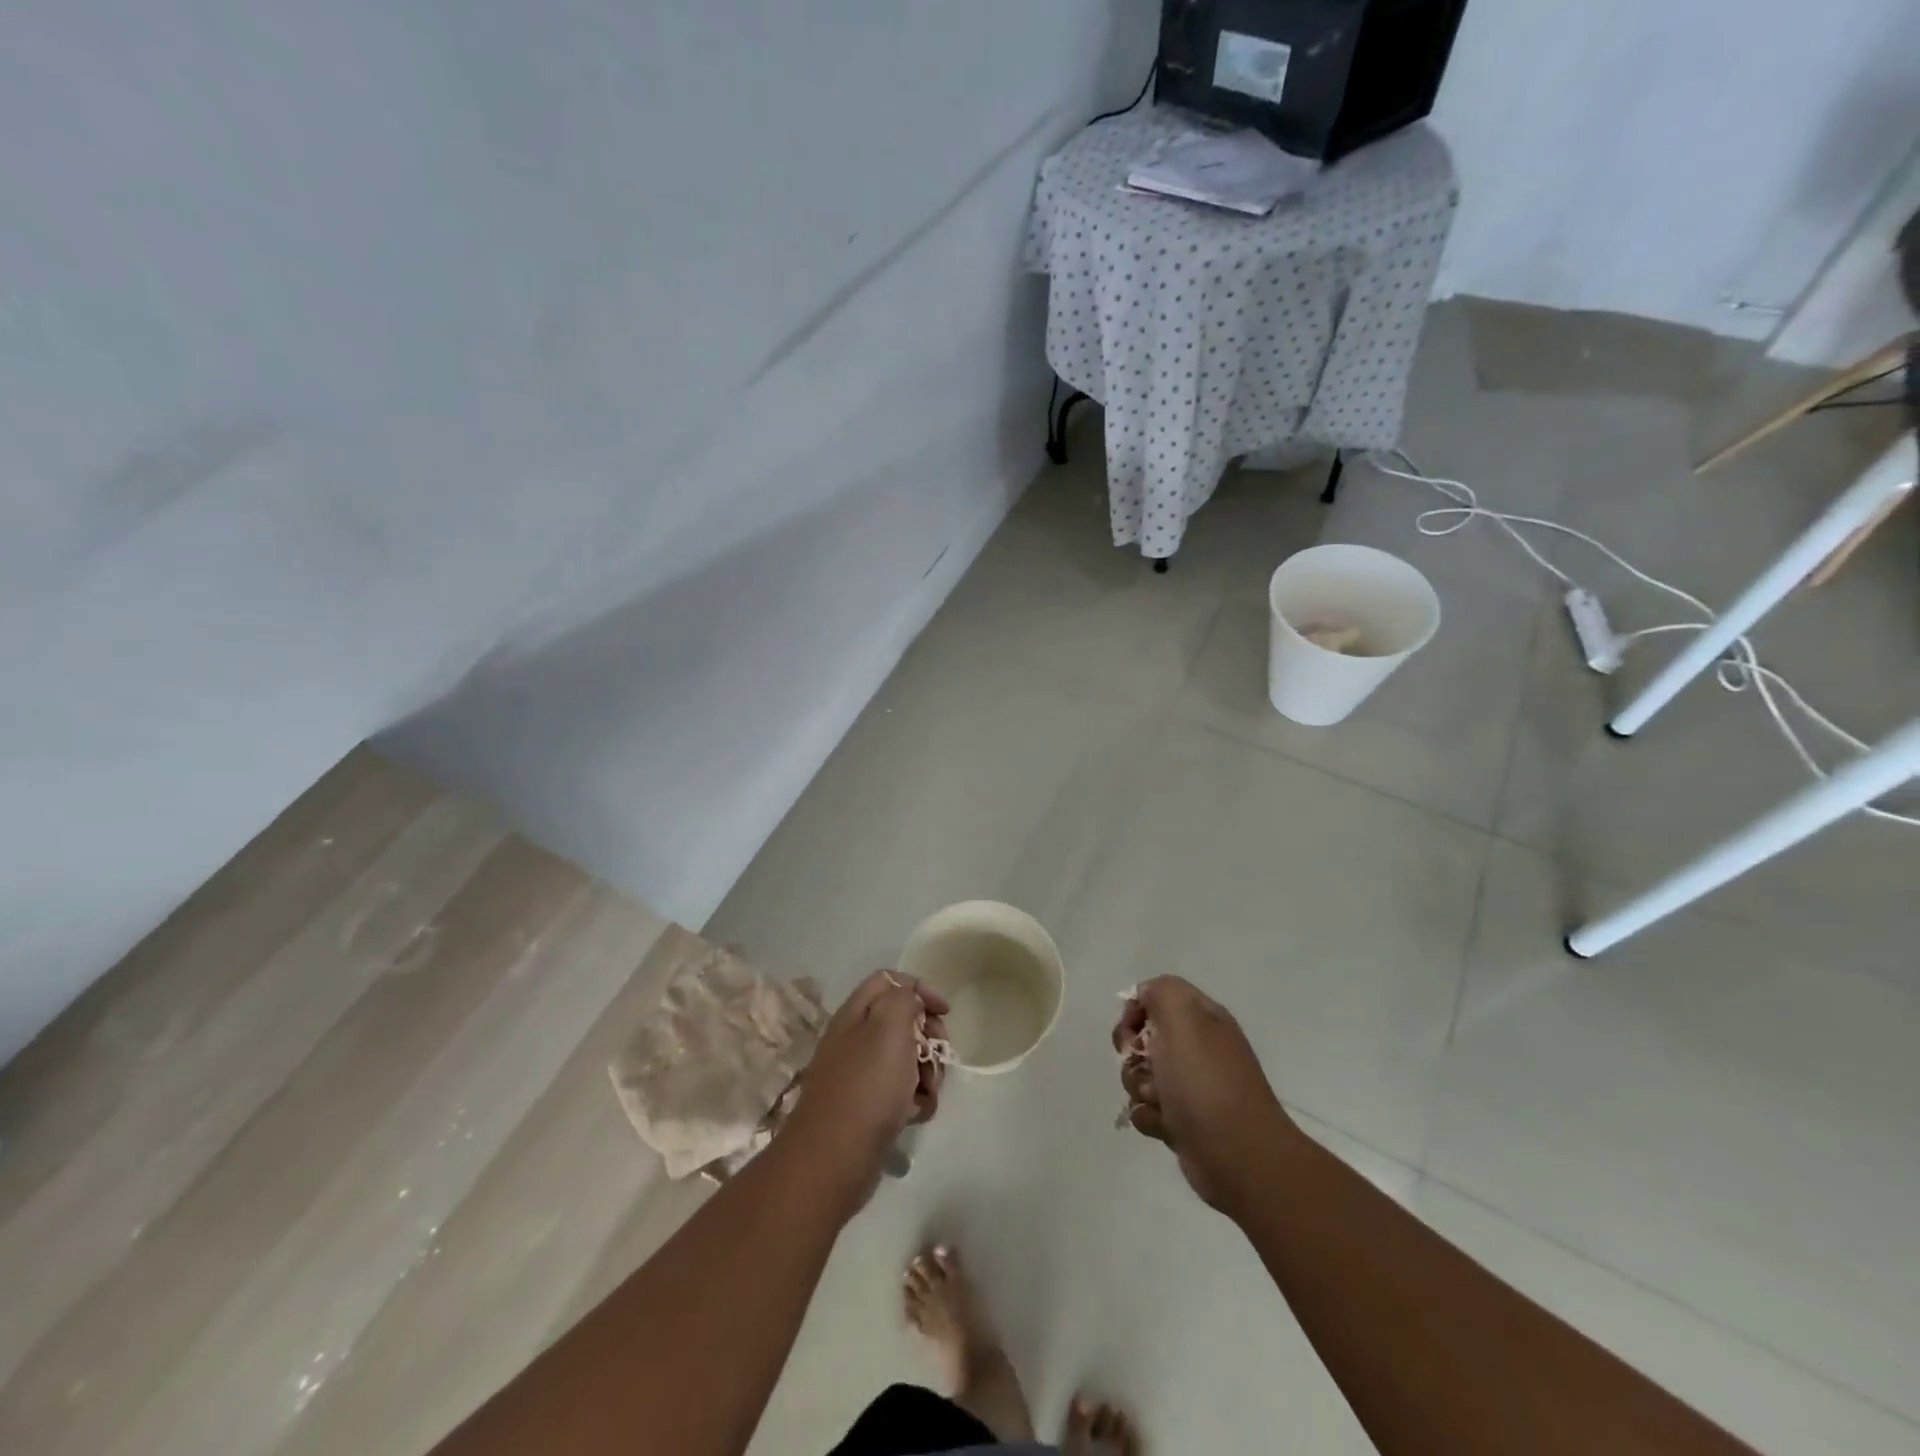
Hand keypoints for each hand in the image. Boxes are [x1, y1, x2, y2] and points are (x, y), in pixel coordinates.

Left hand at [781, 971, 948, 1212]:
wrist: (834, 1160)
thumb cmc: (867, 1085)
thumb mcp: (889, 1026)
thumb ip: (903, 998)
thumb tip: (910, 1000)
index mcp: (855, 1014)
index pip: (890, 981)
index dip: (920, 989)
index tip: (945, 1012)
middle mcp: (855, 1040)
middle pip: (903, 1021)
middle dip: (929, 1036)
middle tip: (938, 1054)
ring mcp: (860, 1076)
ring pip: (907, 1059)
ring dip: (927, 1072)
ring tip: (928, 1092)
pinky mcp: (868, 1109)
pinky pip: (901, 1093)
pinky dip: (915, 1101)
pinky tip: (916, 1115)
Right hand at [1113, 976, 1294, 1212]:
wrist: (1238, 1155)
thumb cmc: (1205, 1081)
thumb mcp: (1183, 1017)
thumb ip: (1160, 992)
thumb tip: (1144, 998)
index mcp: (1202, 1018)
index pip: (1155, 996)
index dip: (1136, 1010)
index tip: (1133, 1030)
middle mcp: (1197, 1048)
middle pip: (1142, 1038)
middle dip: (1134, 1054)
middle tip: (1146, 1066)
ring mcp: (1191, 1086)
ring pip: (1140, 1075)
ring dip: (1140, 1087)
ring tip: (1161, 1102)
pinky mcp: (1183, 1122)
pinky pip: (1147, 1110)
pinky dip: (1150, 1117)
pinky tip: (1166, 1126)